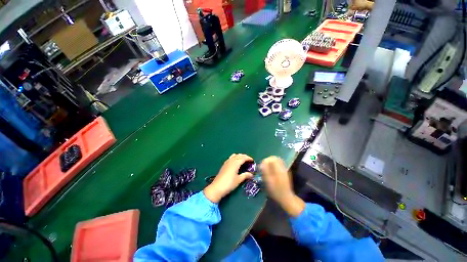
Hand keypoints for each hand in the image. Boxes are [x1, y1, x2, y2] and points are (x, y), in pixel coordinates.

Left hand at [204, 154, 253, 202]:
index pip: (243, 158)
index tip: (252, 161)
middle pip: (239, 155)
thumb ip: (245, 175)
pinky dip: (235, 158)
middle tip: (249, 160)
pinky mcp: (224, 165)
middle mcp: (231, 161)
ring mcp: (227, 162)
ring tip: (243, 160)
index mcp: (235, 163)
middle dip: (244, 156)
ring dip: (239, 156)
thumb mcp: (238, 180)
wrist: (217, 187)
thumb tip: (251, 174)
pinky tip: (235, 162)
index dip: (248, 158)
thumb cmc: (229, 184)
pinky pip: (230, 158)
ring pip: (234, 156)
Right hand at [260, 156, 304, 216]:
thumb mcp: (269, 182)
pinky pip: (279, 165)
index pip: (272, 158)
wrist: (286, 198)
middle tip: (264, 167)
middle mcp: (283, 168)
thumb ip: (266, 171)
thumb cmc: (276, 191)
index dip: (265, 161)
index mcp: (279, 169)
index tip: (262, 166)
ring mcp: (285, 170)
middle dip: (268, 161)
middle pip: (275, 158)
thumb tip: (263, 163)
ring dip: (271, 163)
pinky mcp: (285, 172)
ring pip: (277, 161)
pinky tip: (271, 172)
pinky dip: (274, 166)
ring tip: (267, 169)